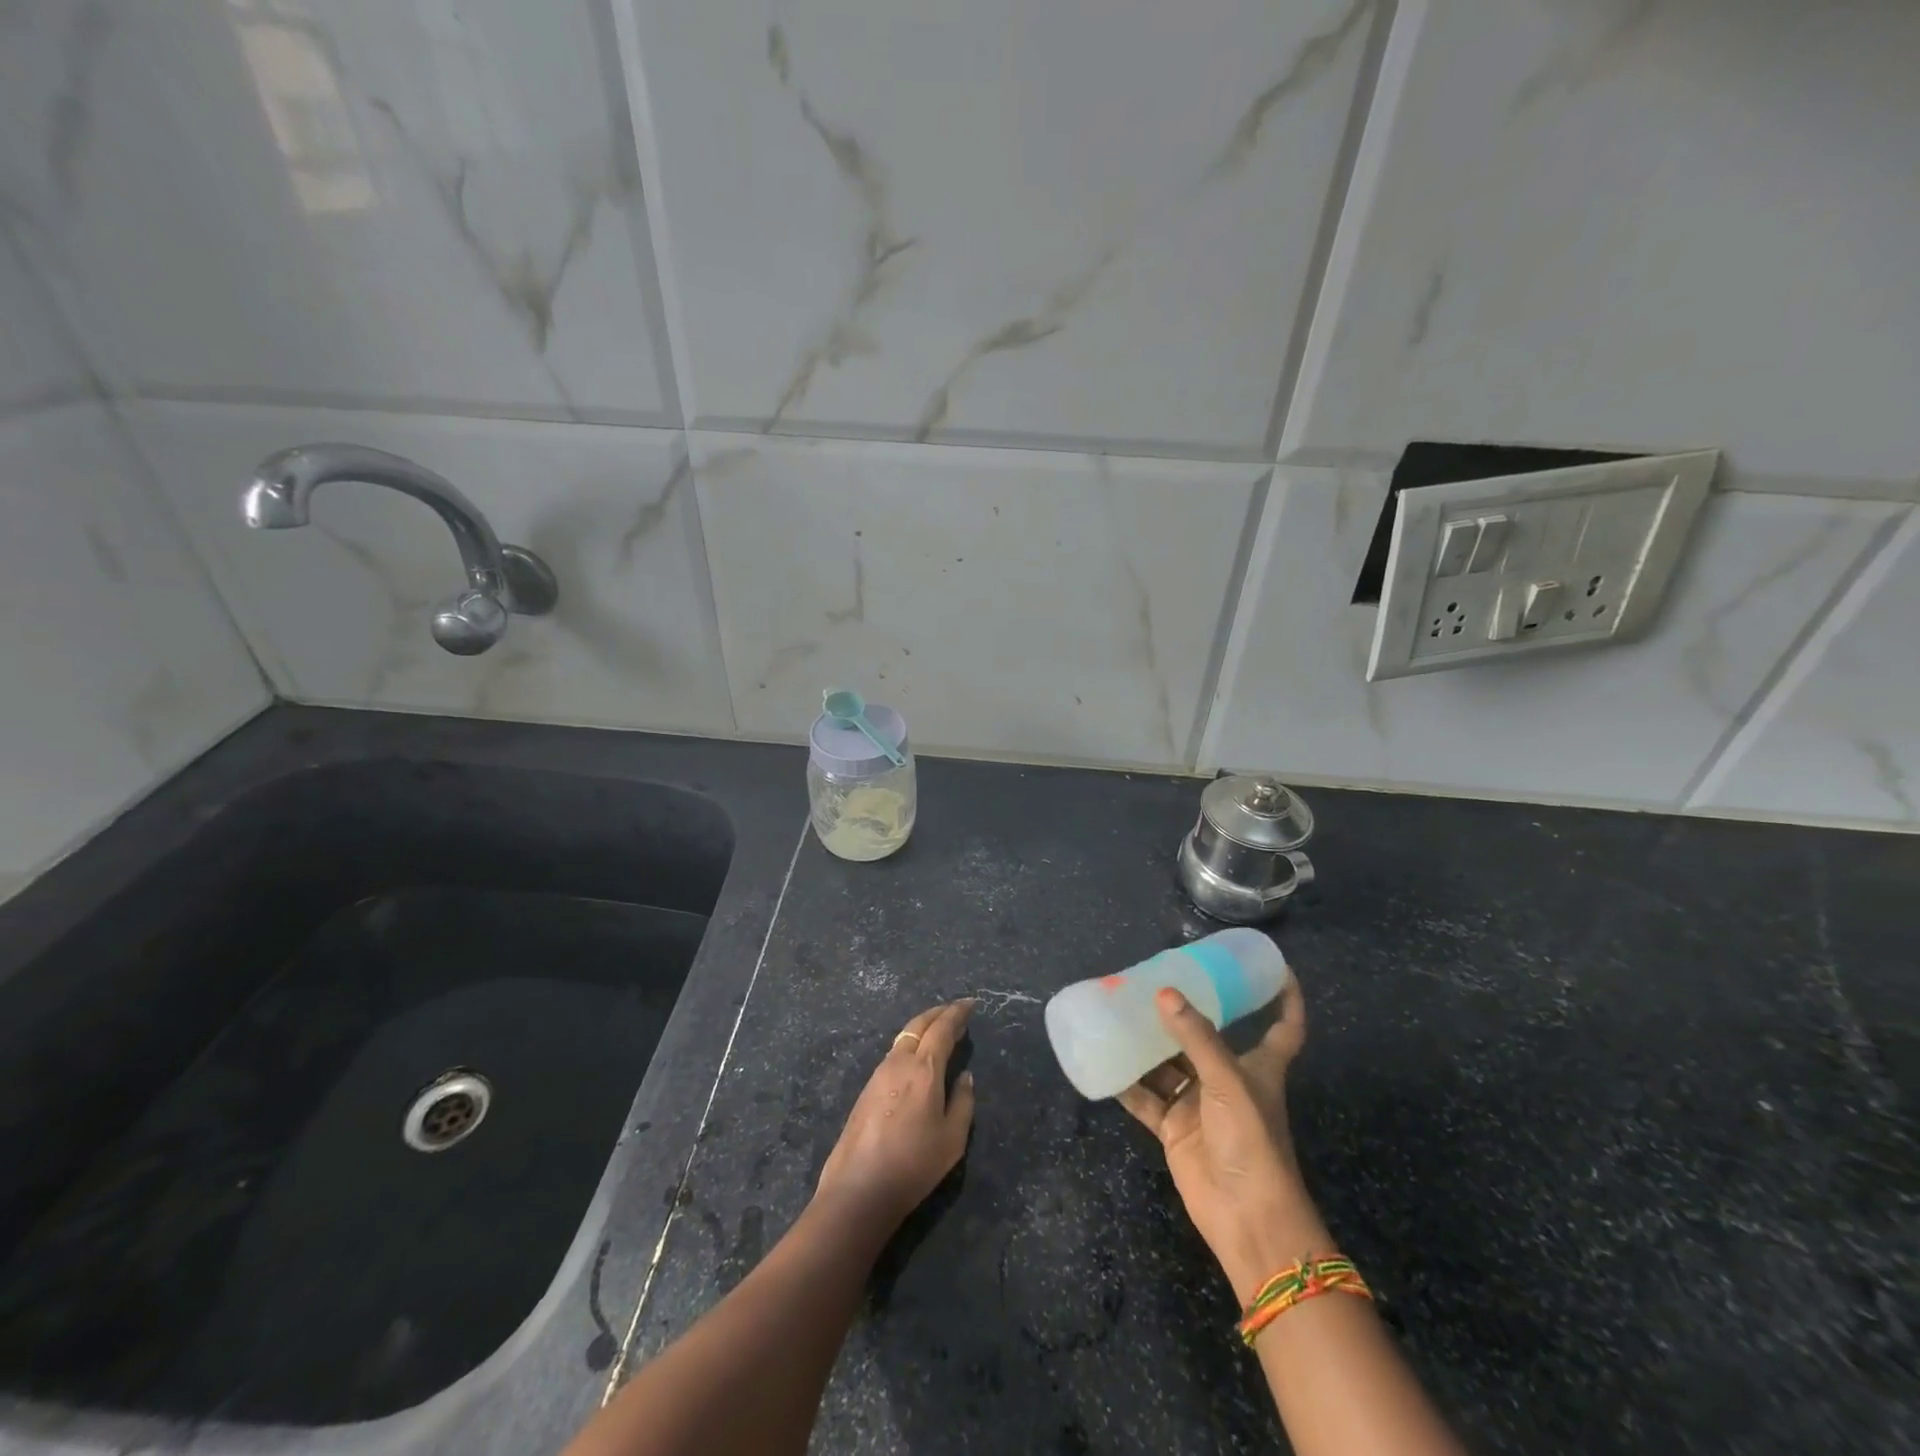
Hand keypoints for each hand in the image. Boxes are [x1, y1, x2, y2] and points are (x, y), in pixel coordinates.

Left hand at [815, 999, 975, 1231]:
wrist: (858, 1189)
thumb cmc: (913, 1164)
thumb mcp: (952, 1139)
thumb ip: (963, 1102)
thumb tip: (964, 1076)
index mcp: (923, 1069)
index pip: (942, 1029)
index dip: (957, 1014)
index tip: (970, 1004)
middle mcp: (899, 1062)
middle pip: (919, 1025)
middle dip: (939, 1013)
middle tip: (955, 1010)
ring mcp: (878, 1074)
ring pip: (903, 1037)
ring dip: (923, 1028)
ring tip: (939, 1031)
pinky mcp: (866, 1090)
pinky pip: (894, 1054)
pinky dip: (910, 1044)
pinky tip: (917, 1057)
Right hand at [1119, 979, 1328, 1302]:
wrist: (1247, 1219)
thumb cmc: (1252, 1141)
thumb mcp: (1229, 1081)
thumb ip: (1196, 1037)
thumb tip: (1164, 993)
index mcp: (1258, 1066)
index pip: (1282, 1026)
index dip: (1285, 997)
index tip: (1275, 967)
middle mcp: (1228, 1079)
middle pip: (1206, 1038)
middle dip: (1184, 1014)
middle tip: (1152, 982)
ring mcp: (1200, 1105)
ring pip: (1170, 1065)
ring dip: (1148, 1044)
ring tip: (1118, 1013)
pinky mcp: (1175, 1128)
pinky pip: (1146, 1097)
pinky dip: (1127, 1083)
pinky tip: (1104, 1061)